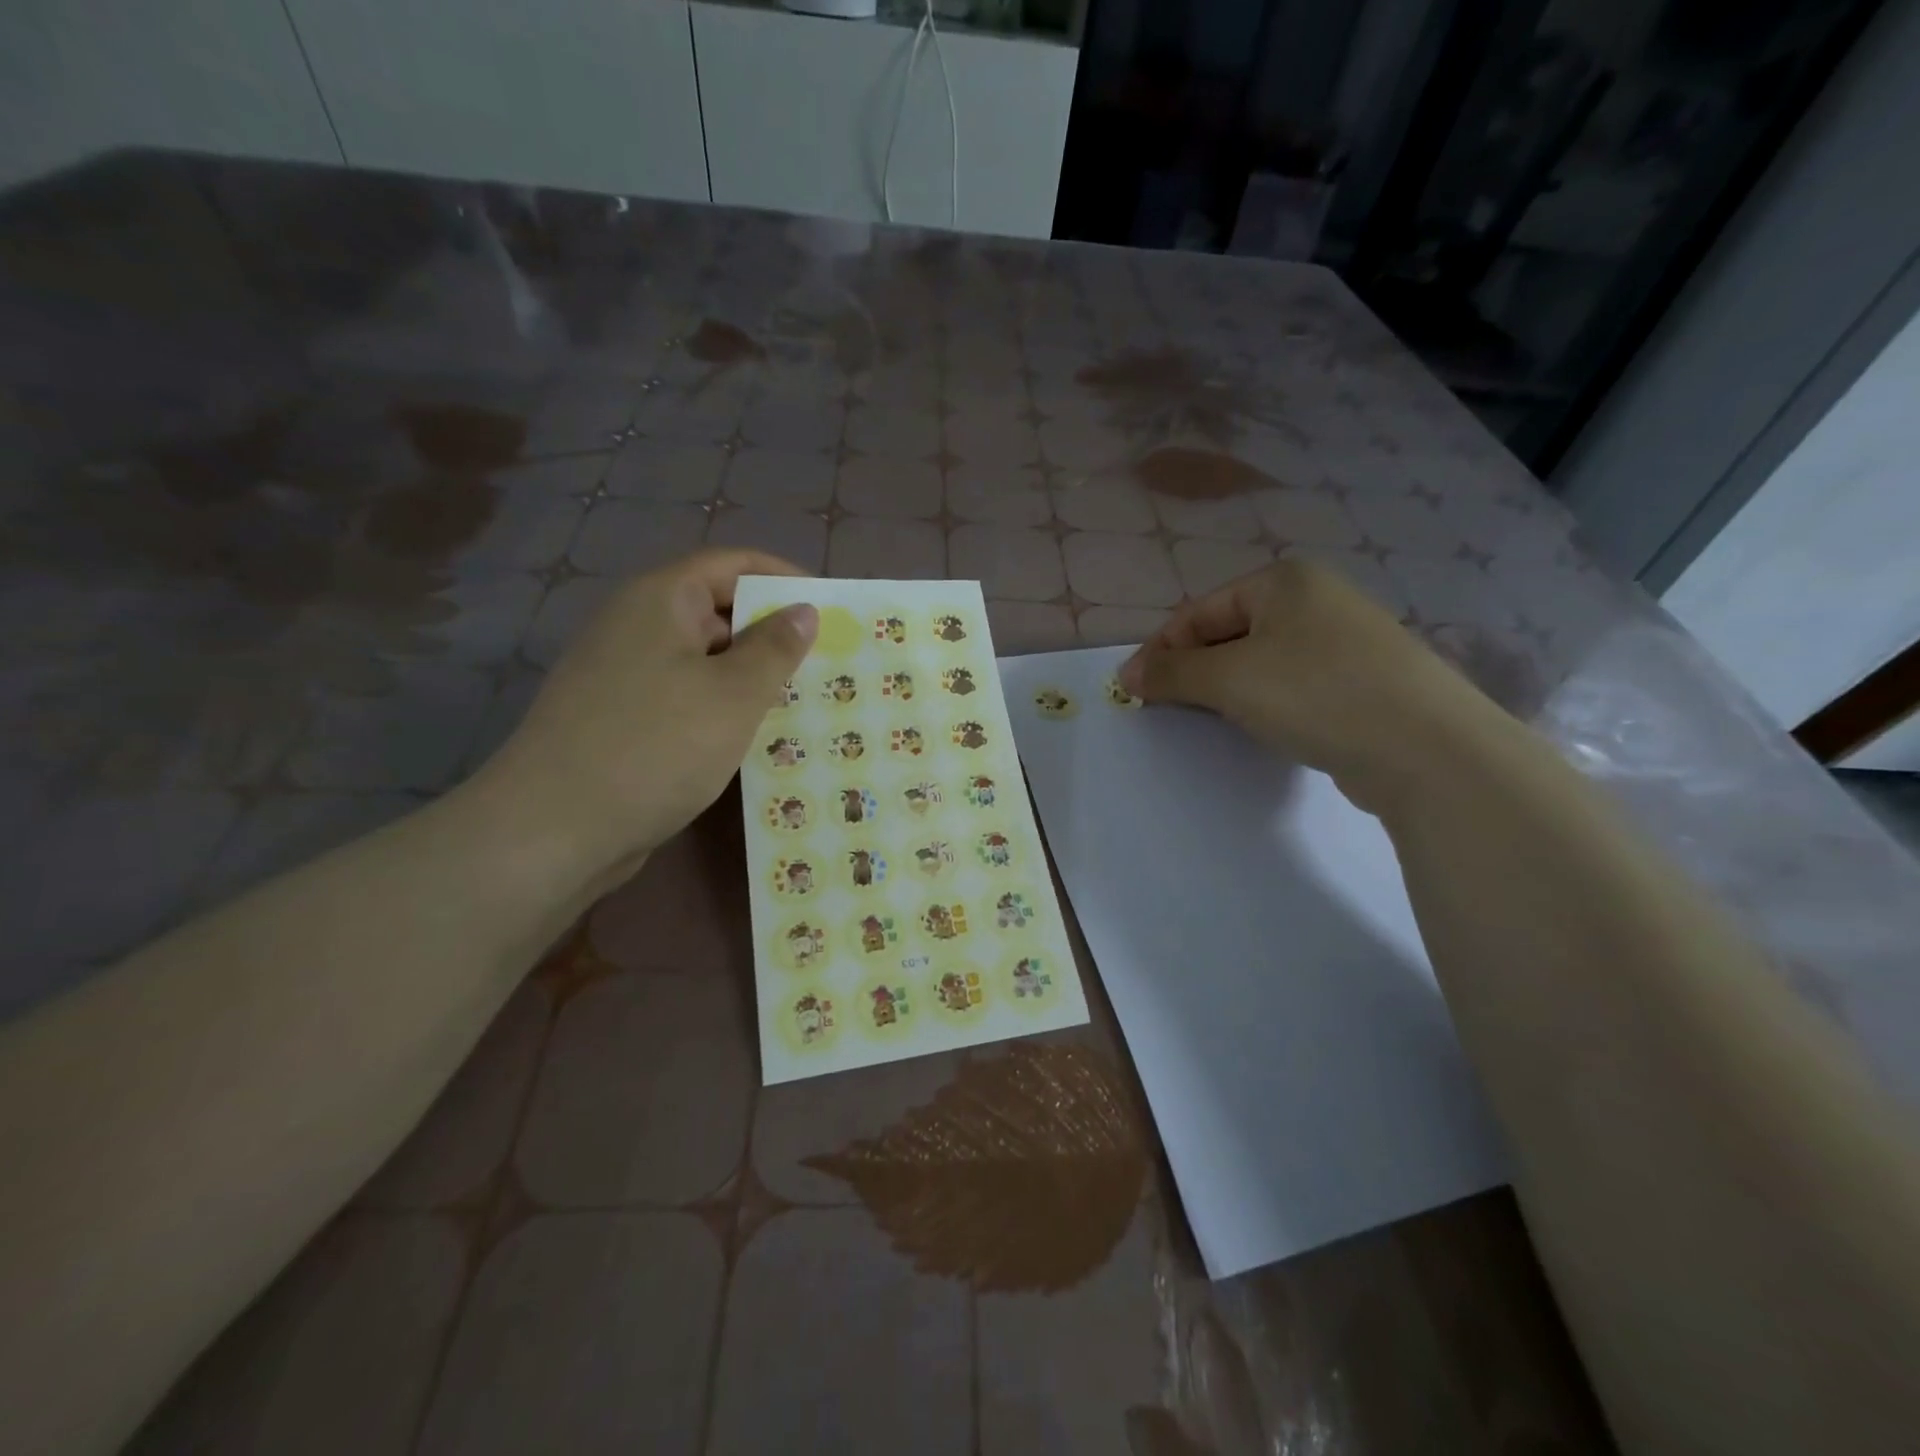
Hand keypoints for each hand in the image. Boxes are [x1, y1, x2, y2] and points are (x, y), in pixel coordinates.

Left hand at [477, 549, 817, 884]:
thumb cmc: (655, 747)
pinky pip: (687, 696)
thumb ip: (775, 649)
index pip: (733, 565)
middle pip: (718, 610)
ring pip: (705, 659)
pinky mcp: (623, 717)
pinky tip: (757, 736)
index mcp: (660, 600)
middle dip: (774, 634)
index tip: (830, 610)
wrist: (553, 830)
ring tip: (805, 701)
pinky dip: (723, 707)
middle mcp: (638, 625)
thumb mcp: (733, 696)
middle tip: (828, 663)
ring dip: (752, 676)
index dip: (784, 579)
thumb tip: (803, 611)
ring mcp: (625, 673)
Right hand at [1117, 559, 1507, 809]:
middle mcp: (1317, 599)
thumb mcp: (1229, 679)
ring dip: (1227, 688)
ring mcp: (1346, 639)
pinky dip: (1266, 701)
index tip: (1134, 689)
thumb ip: (1171, 673)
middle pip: (1230, 632)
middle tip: (1167, 707)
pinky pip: (1294, 683)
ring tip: (1210, 719)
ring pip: (1262, 660)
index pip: (1200, 610)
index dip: (1161, 649)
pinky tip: (1263, 726)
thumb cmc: (1315, 693)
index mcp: (1284, 581)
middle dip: (1194, 669)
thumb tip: (1127, 675)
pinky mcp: (1363, 680)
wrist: (1425, 748)